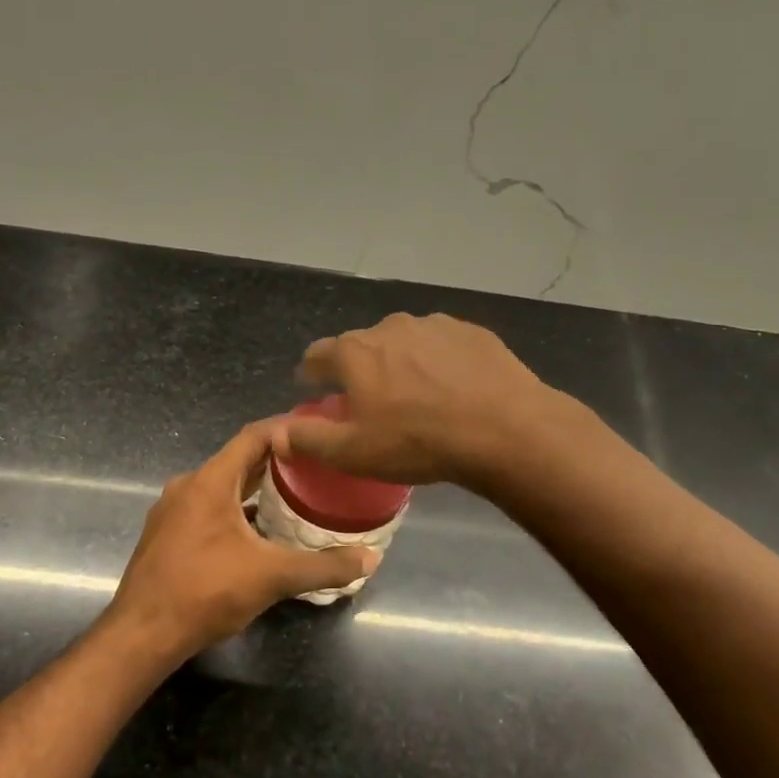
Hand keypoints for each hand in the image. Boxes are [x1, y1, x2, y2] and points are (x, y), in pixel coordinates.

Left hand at [107, 421, 377, 662]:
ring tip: (294, 497)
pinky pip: (207, 509)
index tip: (318, 432)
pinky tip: (258, 533)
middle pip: (238, 461)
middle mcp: (187, 486)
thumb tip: (371, 558)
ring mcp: (172, 511)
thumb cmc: (206, 592)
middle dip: (277, 461)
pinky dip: (236, 511)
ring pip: (221, 487)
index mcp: (210, 481)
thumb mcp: (272, 577)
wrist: (142, 633)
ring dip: (255, 488)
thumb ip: (323, 566)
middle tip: (316, 466)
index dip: (286, 429)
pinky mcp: (166, 535)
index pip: (253, 436)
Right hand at [281, 313, 554, 488]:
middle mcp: (389, 327)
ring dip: (400, 364)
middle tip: (370, 402)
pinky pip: (441, 346)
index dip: (312, 374)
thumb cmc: (417, 442)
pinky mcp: (471, 332)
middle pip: (361, 346)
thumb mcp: (352, 452)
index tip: (315, 389)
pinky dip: (437, 362)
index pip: (317, 355)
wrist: (504, 429)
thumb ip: (307, 438)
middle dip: (359, 370)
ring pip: (403, 343)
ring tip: (416, 397)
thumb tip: (274, 432)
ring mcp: (433, 325)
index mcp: (354, 352)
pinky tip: (453, 389)